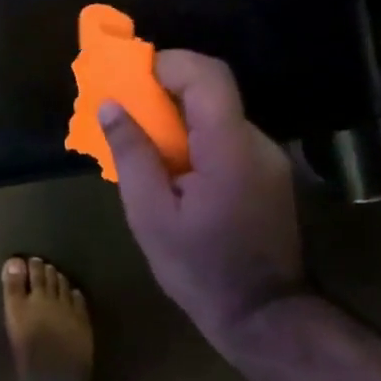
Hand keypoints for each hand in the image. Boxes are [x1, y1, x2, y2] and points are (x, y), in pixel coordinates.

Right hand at [100, 50, 302, 347]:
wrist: (263, 316)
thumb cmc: (200, 270)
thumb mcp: (150, 216)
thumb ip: (132, 155)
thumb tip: (111, 106)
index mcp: (230, 149)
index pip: (208, 76)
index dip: (169, 64)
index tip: (132, 78)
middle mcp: (257, 142)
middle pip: (214, 89)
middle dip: (168, 87)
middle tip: (130, 108)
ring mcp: (268, 157)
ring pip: (219, 111)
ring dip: (181, 113)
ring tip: (146, 141)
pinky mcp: (269, 172)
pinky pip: (227, 135)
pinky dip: (197, 135)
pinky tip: (175, 167)